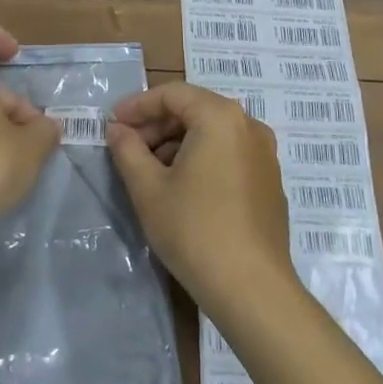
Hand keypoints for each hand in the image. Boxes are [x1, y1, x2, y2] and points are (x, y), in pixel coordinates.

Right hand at [106, 82, 296, 316]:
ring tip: (149, 171)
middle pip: (195, 110)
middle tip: (127, 148)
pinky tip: (181, 187)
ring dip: (177, 142)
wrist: (252, 289)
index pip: (172, 94)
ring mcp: (265, 154)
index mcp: (220, 117)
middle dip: (157, 125)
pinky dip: (201, 158)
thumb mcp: (148, 188)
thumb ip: (127, 150)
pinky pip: (229, 154)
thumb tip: (117, 130)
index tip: (112, 124)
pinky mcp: (270, 181)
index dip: (137, 105)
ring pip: (212, 133)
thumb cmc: (194, 230)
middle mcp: (249, 126)